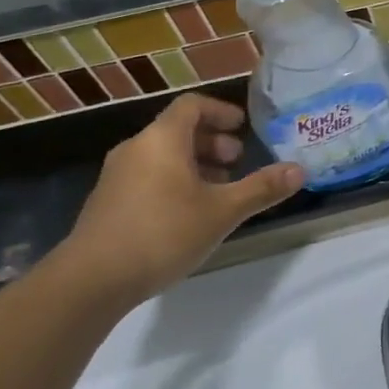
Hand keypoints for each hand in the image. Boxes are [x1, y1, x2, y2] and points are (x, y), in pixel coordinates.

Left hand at [61, 94, 305, 307]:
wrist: (88, 283)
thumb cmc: (162, 233)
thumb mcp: (222, 211)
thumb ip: (261, 188)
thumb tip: (300, 170)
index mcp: (161, 139)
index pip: (192, 105)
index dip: (221, 111)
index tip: (242, 128)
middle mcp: (136, 150)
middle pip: (178, 130)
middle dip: (211, 142)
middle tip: (236, 162)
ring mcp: (116, 178)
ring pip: (162, 157)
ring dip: (194, 165)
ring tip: (218, 191)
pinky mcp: (106, 205)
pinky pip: (147, 178)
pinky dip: (173, 183)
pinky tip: (189, 215)